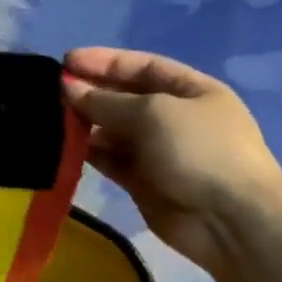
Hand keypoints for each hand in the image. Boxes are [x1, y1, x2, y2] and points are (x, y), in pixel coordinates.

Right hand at [62, 46, 281, 279]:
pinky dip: (90, 154)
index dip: (105, 61)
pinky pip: (112, 161)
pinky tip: (65, 148)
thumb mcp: (153, 113)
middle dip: (91, 92)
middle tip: (51, 92)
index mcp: (191, 90)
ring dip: (86, 124)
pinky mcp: (144, 184)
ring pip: (114, 131)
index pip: (142, 66)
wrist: (231, 220)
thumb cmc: (199, 151)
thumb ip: (107, 101)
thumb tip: (69, 88)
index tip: (66, 61)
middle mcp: (175, 118)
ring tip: (52, 120)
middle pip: (126, 98)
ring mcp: (160, 152)